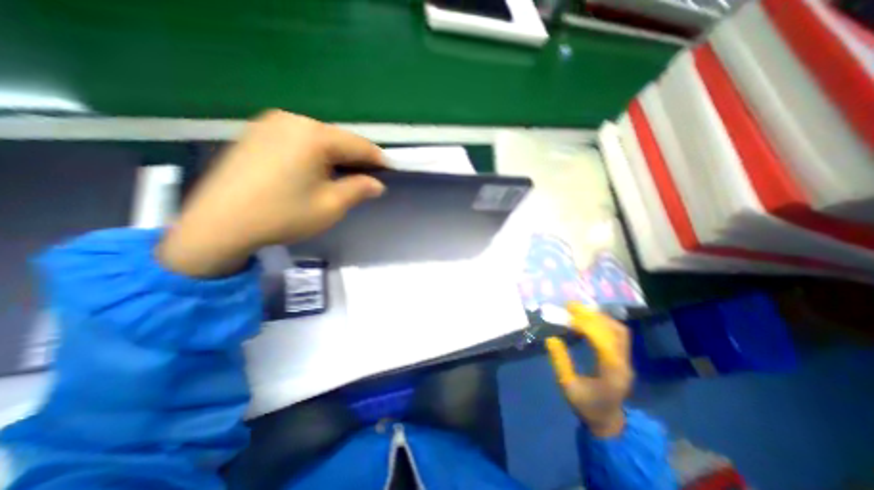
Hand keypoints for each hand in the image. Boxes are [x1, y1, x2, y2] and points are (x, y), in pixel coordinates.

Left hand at [160, 110, 385, 278]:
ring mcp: (270, 124)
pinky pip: (298, 140)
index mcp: (313, 136)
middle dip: (355, 158)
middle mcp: (292, 120)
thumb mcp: (331, 205)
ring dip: (335, 156)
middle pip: (337, 138)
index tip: (390, 170)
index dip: (377, 158)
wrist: (220, 224)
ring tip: (343, 176)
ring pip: (318, 138)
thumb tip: (377, 184)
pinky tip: (315, 171)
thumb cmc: (283, 215)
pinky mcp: (256, 133)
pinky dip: (313, 154)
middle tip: (367, 177)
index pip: (358, 145)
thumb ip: (359, 189)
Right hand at [545, 304, 636, 437]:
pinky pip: (617, 333)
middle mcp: (623, 363)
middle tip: (570, 306)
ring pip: (618, 330)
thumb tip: (551, 338)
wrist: (608, 421)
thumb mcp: (568, 387)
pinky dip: (603, 321)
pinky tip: (588, 318)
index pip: (604, 343)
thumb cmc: (586, 405)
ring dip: (599, 316)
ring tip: (578, 310)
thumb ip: (560, 362)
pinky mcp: (623, 356)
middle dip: (591, 316)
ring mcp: (626, 359)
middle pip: (614, 332)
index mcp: (611, 373)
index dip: (587, 326)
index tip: (568, 316)